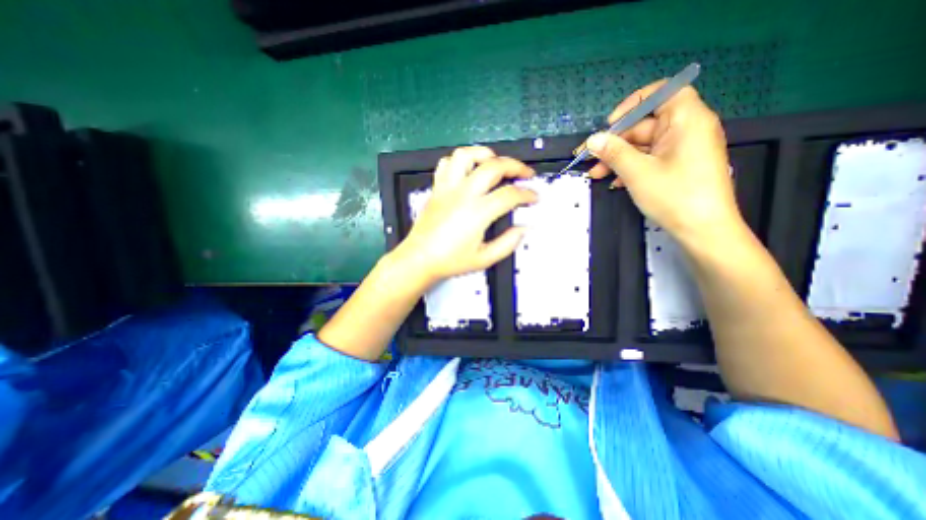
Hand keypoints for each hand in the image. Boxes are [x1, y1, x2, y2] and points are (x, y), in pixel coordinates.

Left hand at [388, 143, 535, 284]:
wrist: (419, 259)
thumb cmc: (450, 261)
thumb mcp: (484, 259)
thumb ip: (508, 243)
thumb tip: (524, 228)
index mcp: (477, 213)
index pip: (510, 194)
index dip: (527, 194)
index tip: (534, 197)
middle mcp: (463, 194)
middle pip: (494, 166)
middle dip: (515, 166)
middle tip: (525, 174)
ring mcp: (447, 188)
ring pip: (466, 155)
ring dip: (486, 154)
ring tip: (496, 163)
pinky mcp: (437, 188)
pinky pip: (446, 163)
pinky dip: (461, 161)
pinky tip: (469, 170)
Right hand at [589, 82, 741, 240]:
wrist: (703, 231)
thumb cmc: (674, 196)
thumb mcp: (637, 172)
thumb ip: (613, 152)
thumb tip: (592, 139)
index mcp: (687, 120)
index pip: (662, 93)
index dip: (633, 104)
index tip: (610, 123)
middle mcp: (687, 130)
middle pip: (645, 124)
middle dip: (615, 142)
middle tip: (589, 157)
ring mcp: (682, 150)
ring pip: (644, 146)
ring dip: (618, 158)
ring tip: (595, 173)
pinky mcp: (678, 166)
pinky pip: (650, 159)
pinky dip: (631, 167)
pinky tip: (614, 181)